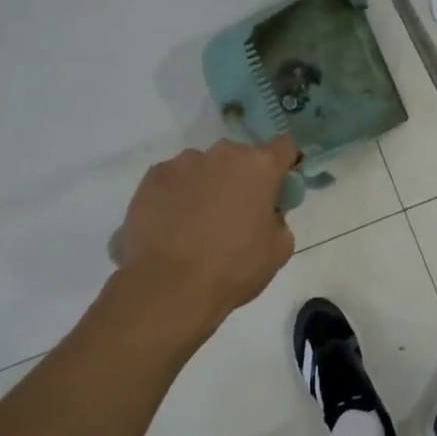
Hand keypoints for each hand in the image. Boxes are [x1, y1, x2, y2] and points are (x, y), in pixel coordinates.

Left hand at [115, 137, 298, 318]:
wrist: (169, 287)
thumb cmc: (234, 268)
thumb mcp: (278, 249)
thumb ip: (278, 218)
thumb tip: (265, 213)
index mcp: (258, 167)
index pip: (284, 147)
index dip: (285, 165)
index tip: (279, 187)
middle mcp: (221, 154)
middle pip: (240, 158)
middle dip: (242, 178)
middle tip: (236, 214)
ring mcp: (182, 163)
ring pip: (203, 167)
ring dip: (207, 185)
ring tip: (196, 224)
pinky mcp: (151, 178)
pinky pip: (173, 180)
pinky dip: (176, 196)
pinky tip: (171, 226)